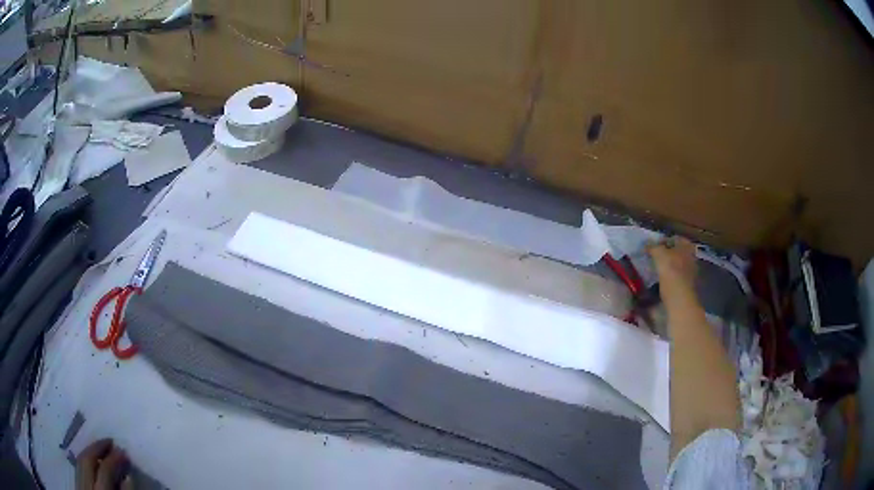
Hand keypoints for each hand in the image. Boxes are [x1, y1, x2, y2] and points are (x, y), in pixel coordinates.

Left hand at [76, 439, 133, 489]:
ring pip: (80, 460)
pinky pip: (78, 466)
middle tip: (110, 442)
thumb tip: (129, 477)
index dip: (113, 460)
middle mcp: (87, 485)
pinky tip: (91, 459)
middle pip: (88, 460)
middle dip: (98, 448)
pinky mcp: (77, 485)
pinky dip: (84, 459)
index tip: (123, 451)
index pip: (104, 471)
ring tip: (101, 447)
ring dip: (90, 451)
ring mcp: (79, 484)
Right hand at [648, 237, 697, 293]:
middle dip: (665, 254)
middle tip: (652, 258)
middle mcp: (691, 257)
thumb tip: (646, 244)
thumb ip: (653, 247)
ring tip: (654, 271)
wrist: (679, 300)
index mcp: (687, 246)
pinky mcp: (686, 286)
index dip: (661, 241)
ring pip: (675, 265)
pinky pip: (675, 277)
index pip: (673, 238)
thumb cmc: (671, 272)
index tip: (651, 248)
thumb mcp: (659, 254)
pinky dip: (668, 278)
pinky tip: (659, 282)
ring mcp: (690, 272)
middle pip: (675, 252)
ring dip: (666, 267)